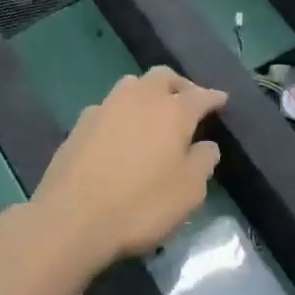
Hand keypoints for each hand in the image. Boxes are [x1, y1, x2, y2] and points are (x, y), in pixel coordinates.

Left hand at [31, 66, 227, 273]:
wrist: (72, 218)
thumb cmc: (140, 205)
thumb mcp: (188, 193)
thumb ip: (202, 163)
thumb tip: (207, 145)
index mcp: (172, 111)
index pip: (200, 95)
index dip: (213, 97)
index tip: (222, 100)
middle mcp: (140, 98)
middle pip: (163, 76)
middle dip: (179, 84)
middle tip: (187, 100)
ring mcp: (106, 107)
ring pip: (132, 85)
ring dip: (147, 92)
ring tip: (152, 112)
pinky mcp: (80, 123)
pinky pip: (108, 107)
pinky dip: (121, 113)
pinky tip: (120, 132)